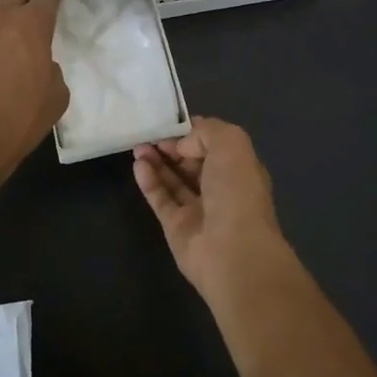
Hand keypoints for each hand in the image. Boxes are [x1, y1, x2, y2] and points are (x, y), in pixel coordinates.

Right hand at [133, 117, 289, 301]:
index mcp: (239, 168)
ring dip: (156, 161)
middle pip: (191, 162)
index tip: (170, 123)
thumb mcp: (231, 143)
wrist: (233, 252)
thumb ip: (205, 132)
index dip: (191, 133)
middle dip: (171, 146)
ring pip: (174, 180)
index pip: (212, 144)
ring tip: (137, 146)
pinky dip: (149, 181)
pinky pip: (161, 199)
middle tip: (148, 134)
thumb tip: (183, 145)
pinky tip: (138, 165)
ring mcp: (198, 210)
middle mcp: (221, 188)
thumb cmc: (237, 192)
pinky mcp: (177, 228)